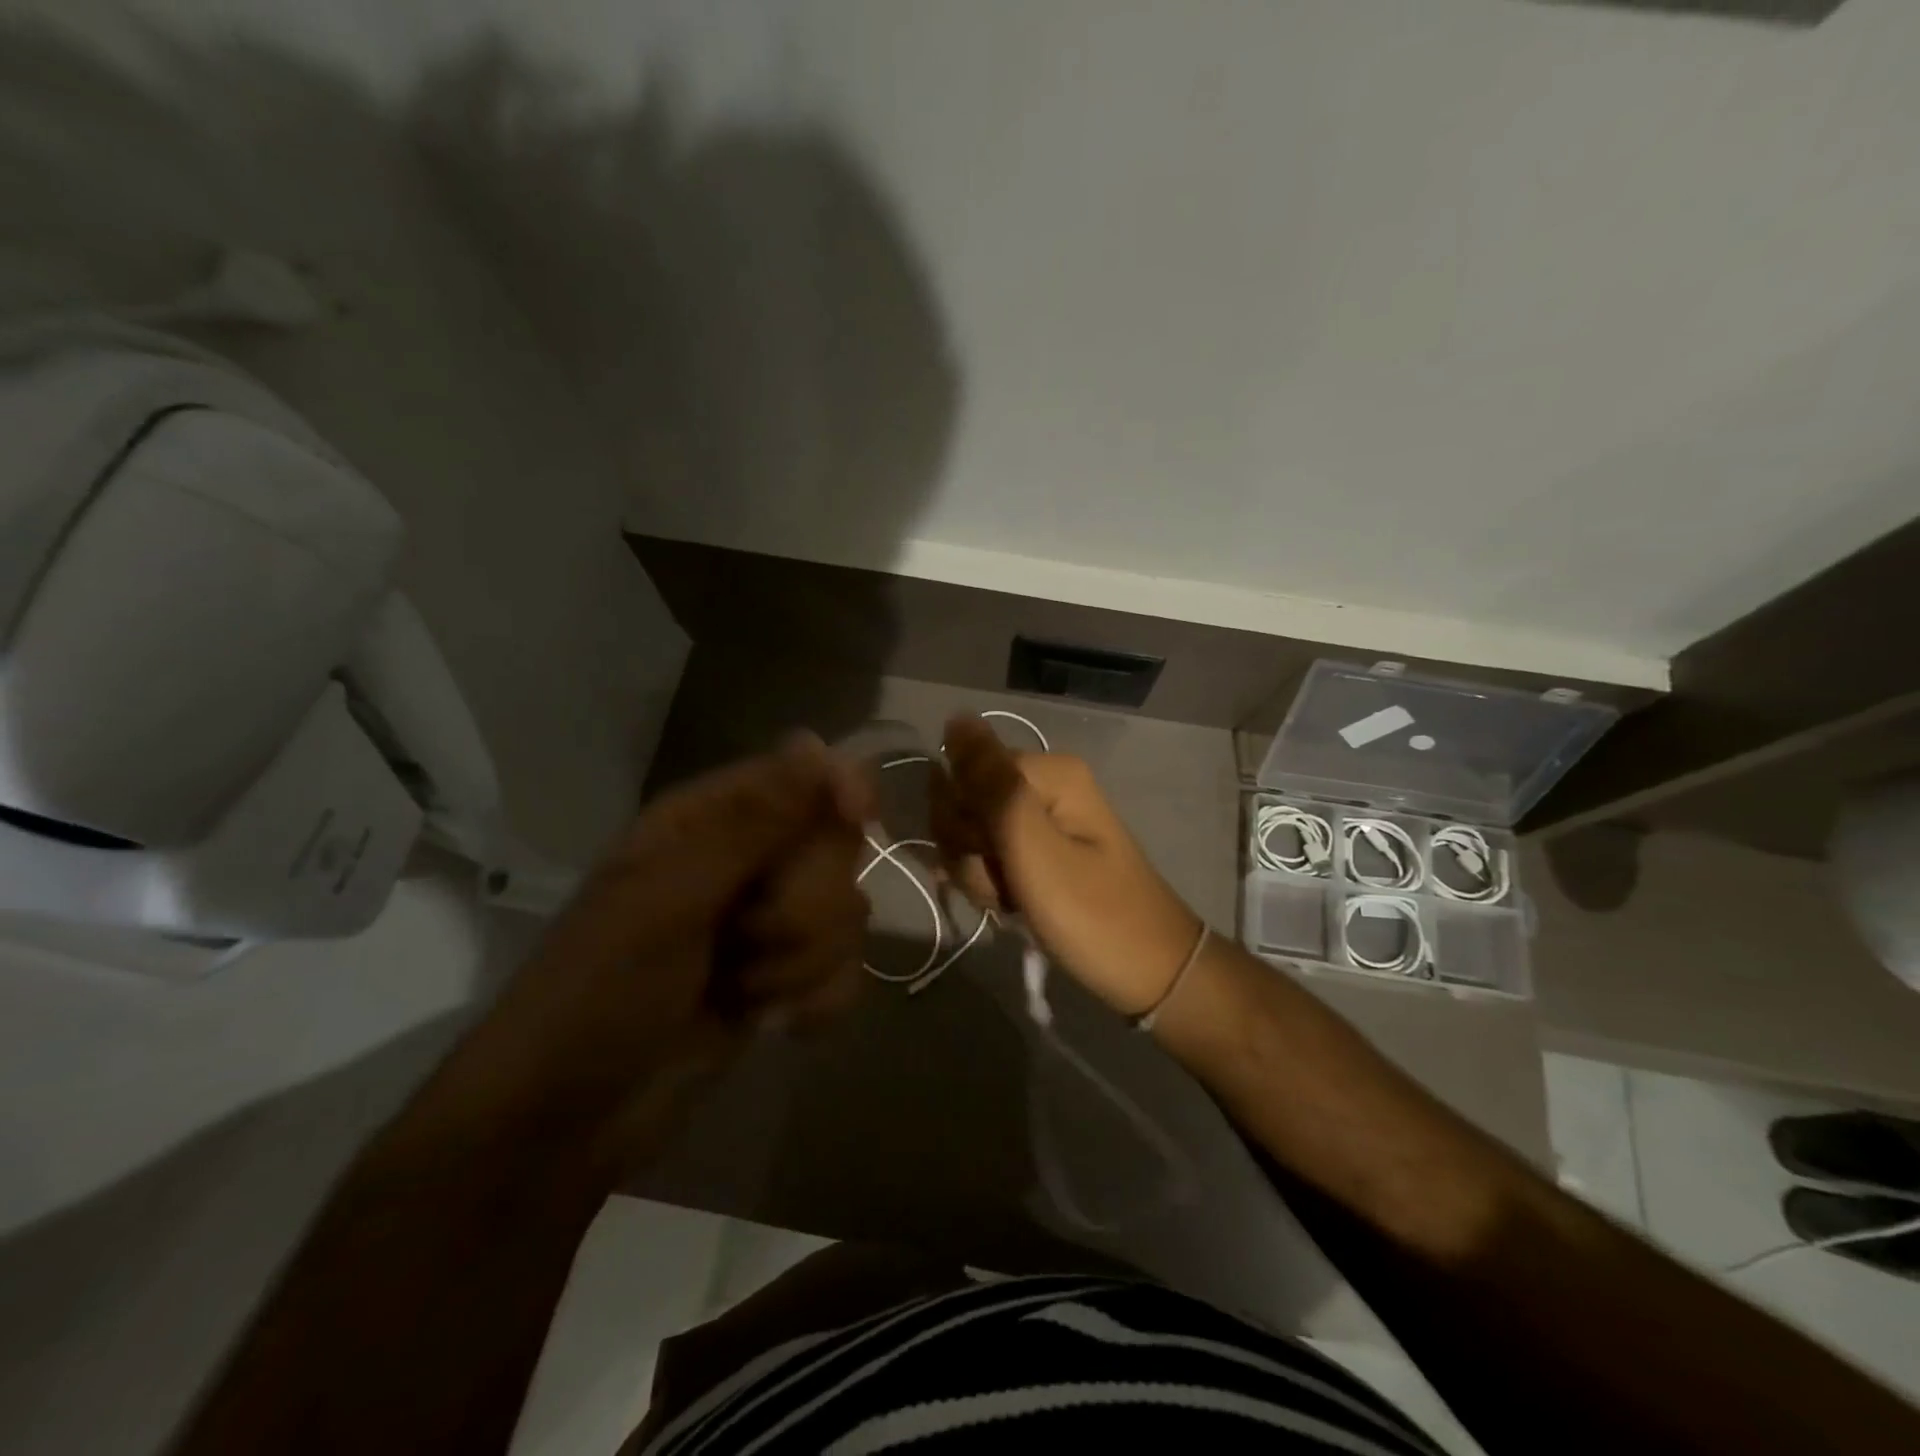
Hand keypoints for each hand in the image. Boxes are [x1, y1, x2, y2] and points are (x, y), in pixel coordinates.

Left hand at [457, 735, 872, 1164]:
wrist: (567, 1124)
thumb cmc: (598, 995)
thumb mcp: (667, 901)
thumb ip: (750, 825)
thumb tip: (815, 743)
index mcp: (709, 821)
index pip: (803, 774)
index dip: (839, 788)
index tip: (858, 817)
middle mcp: (748, 861)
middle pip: (836, 848)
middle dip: (803, 906)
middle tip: (742, 940)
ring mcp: (770, 922)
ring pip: (847, 912)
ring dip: (801, 963)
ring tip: (739, 991)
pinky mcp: (786, 978)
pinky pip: (846, 968)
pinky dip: (816, 1000)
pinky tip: (775, 1024)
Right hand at [931, 715, 1202, 1016]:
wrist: (1149, 973)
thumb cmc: (1092, 913)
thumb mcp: (1033, 848)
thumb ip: (990, 783)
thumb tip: (956, 717)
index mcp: (1046, 771)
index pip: (960, 774)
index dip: (962, 822)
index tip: (993, 857)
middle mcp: (1041, 784)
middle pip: (963, 804)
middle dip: (970, 851)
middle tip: (1008, 883)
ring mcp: (1041, 818)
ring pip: (970, 835)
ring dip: (979, 874)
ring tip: (1015, 901)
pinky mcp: (1039, 849)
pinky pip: (990, 857)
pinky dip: (992, 885)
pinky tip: (1013, 906)